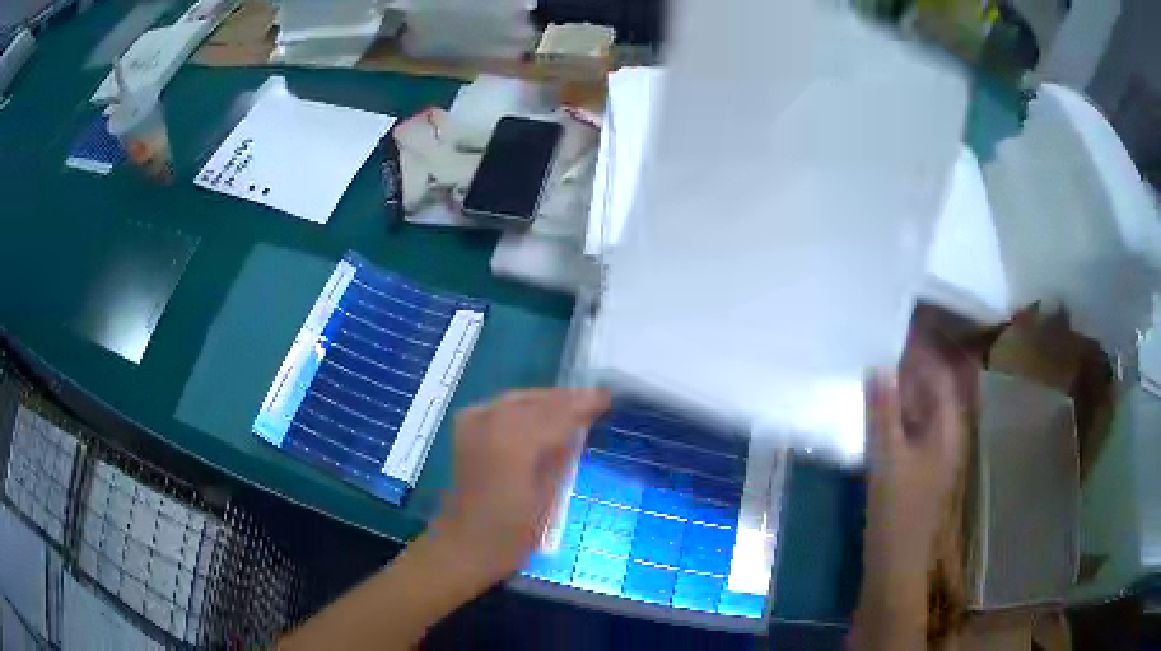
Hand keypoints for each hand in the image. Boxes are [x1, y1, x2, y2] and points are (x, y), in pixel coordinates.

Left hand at [426, 387, 611, 586]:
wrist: (463, 546)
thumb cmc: (511, 534)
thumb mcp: (547, 499)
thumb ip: (561, 457)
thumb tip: (578, 428)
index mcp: (516, 442)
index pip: (558, 413)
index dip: (584, 404)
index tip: (608, 398)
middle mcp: (493, 423)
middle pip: (537, 401)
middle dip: (566, 399)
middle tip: (595, 399)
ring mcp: (475, 424)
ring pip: (517, 399)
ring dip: (545, 399)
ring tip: (571, 404)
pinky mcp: (466, 431)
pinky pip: (498, 405)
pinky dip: (520, 404)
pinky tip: (533, 412)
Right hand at [865, 344, 966, 558]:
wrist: (895, 562)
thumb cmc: (898, 510)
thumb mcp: (888, 458)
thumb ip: (883, 410)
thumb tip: (877, 365)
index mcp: (947, 428)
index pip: (940, 375)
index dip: (919, 353)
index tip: (890, 335)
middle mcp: (945, 435)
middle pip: (931, 391)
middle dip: (906, 371)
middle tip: (873, 353)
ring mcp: (932, 453)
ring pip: (918, 411)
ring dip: (898, 394)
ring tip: (869, 378)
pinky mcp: (917, 469)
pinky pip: (909, 430)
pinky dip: (894, 417)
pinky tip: (872, 416)